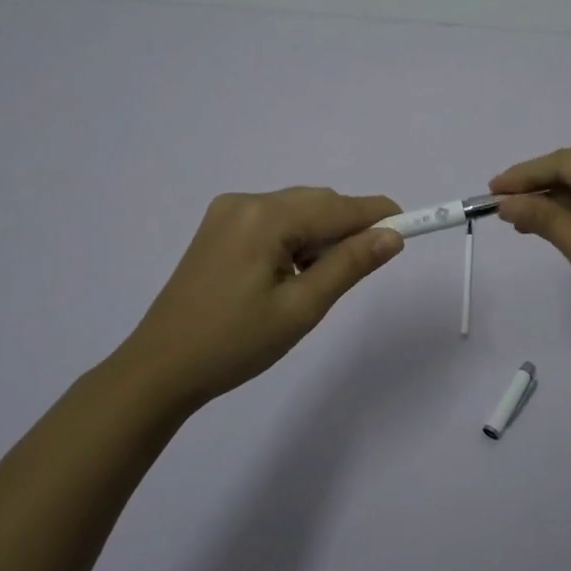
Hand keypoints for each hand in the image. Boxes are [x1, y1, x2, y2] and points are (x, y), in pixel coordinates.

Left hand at [116, 188, 404, 409]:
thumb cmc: (234, 344)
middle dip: (347, 228)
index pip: (338, 207)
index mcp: (265, 217)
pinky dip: (295, 238)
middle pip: (317, 202)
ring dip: (320, 235)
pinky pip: (274, 220)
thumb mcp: (301, 309)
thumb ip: (349, 265)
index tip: (410, 226)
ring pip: (296, 210)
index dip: (378, 214)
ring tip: (316, 282)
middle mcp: (246, 201)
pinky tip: (290, 273)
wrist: (160, 369)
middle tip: (362, 269)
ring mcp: (227, 212)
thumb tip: (392, 236)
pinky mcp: (218, 227)